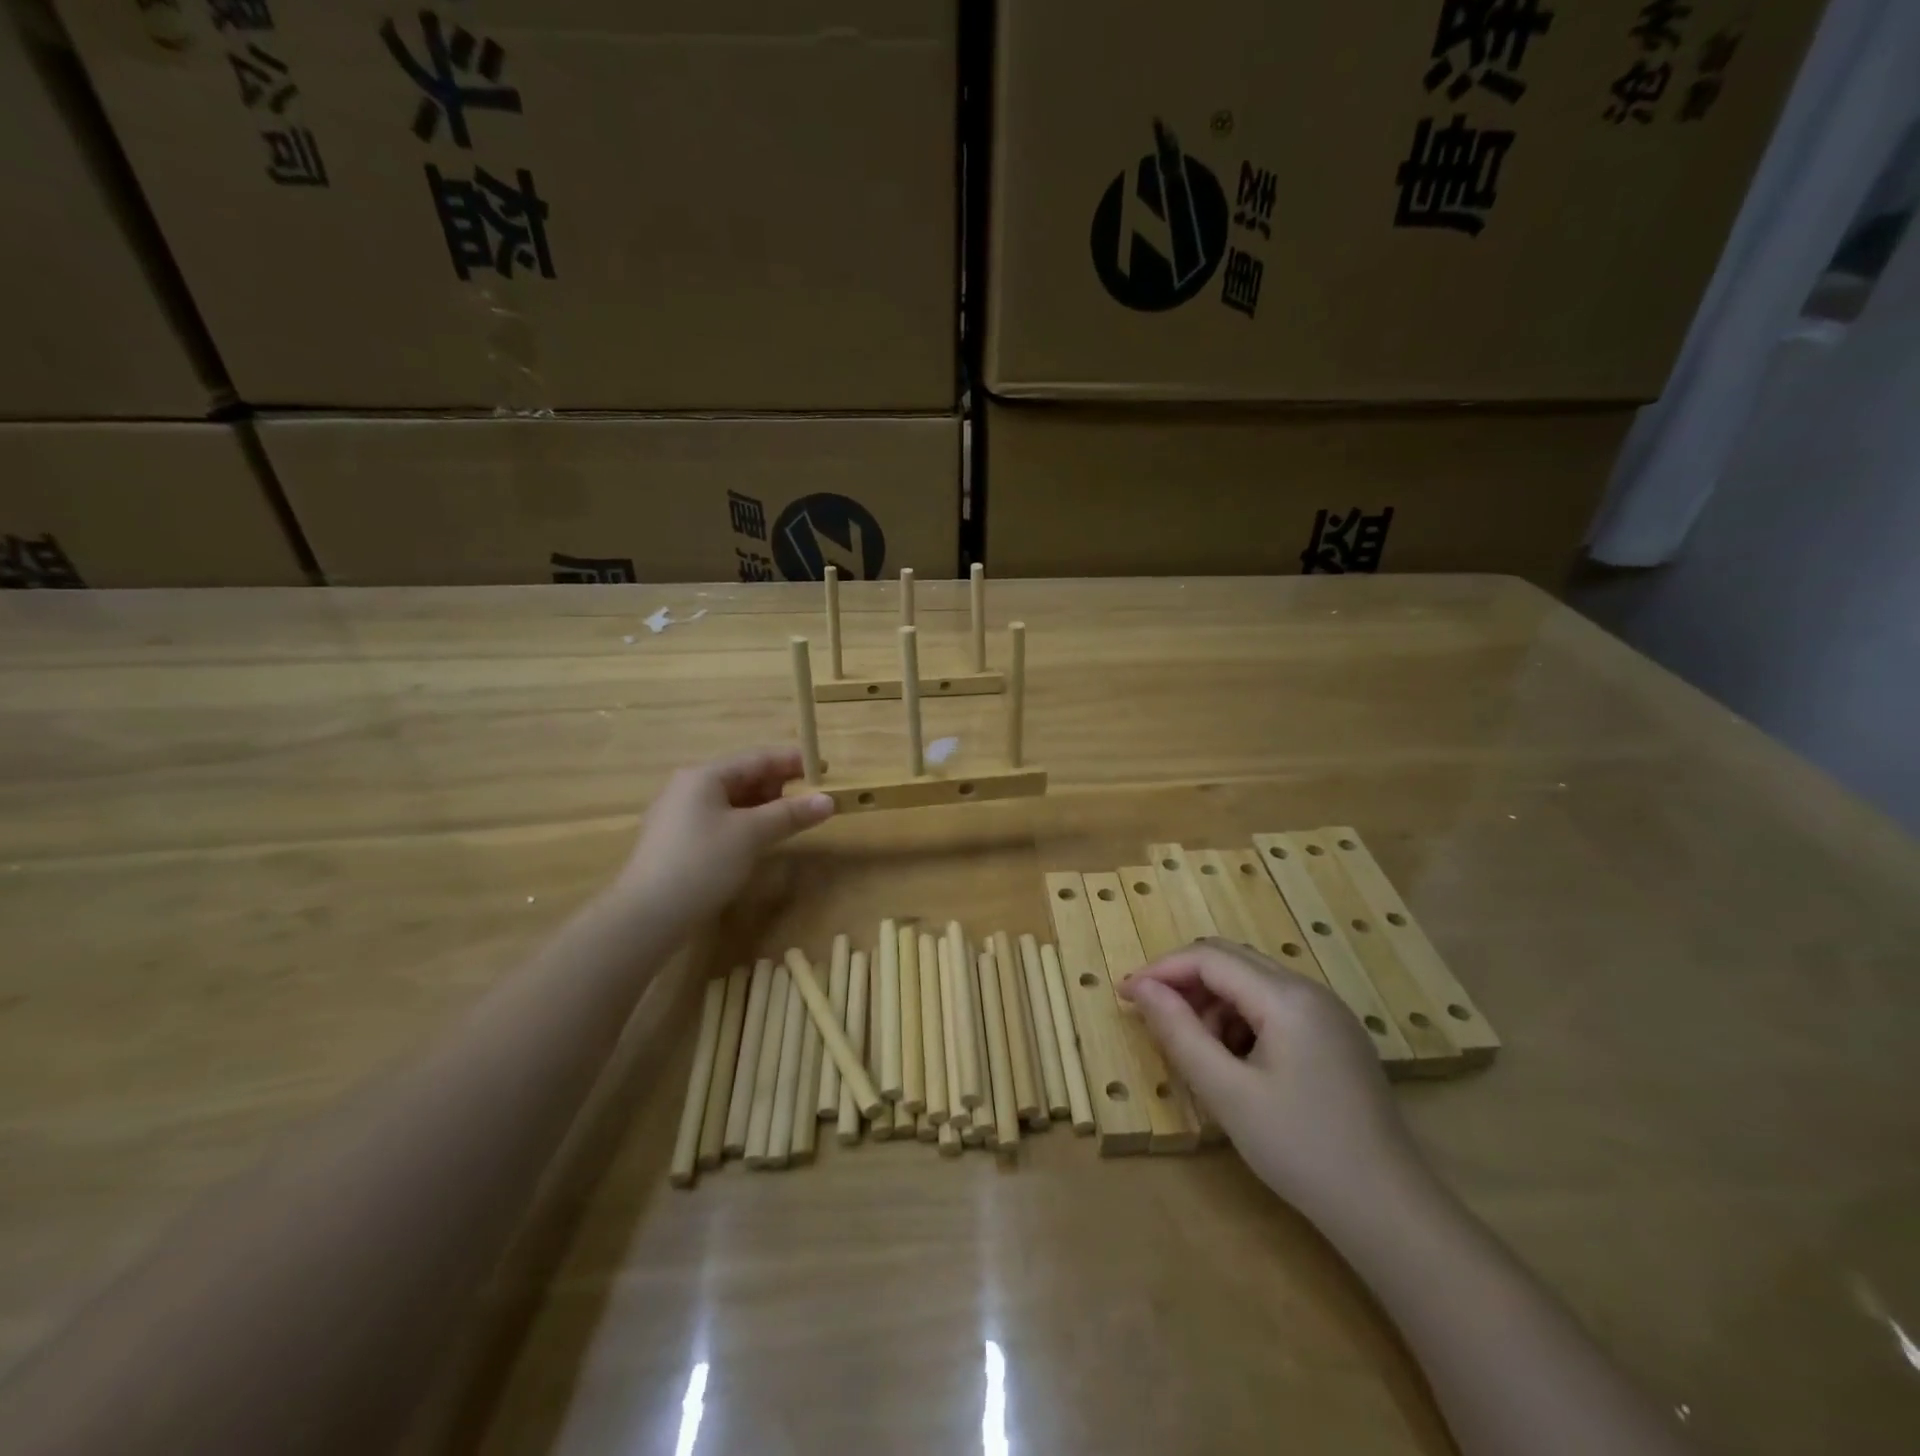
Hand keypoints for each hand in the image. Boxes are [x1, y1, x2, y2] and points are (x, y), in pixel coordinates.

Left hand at [616, 748, 833, 924]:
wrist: (647, 915)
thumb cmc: (702, 863)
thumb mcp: (752, 834)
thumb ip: (791, 814)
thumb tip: (829, 800)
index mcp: (704, 776)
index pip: (757, 758)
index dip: (793, 761)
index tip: (823, 769)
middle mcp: (689, 788)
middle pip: (743, 777)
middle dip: (779, 785)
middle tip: (812, 798)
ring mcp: (680, 815)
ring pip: (732, 801)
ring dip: (765, 806)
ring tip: (793, 818)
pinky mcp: (678, 841)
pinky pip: (721, 820)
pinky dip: (746, 823)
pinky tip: (761, 838)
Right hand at [1122, 939, 1421, 1222]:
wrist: (1390, 1213)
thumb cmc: (1301, 1150)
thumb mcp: (1227, 1092)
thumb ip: (1179, 1032)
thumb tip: (1141, 988)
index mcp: (1287, 997)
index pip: (1210, 958)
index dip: (1162, 970)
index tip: (1124, 994)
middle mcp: (1310, 990)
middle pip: (1232, 960)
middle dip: (1185, 982)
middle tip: (1152, 1017)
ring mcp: (1328, 1013)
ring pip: (1252, 983)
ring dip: (1213, 1003)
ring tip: (1198, 1052)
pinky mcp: (1336, 1037)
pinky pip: (1275, 1006)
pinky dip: (1241, 1020)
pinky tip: (1235, 1063)